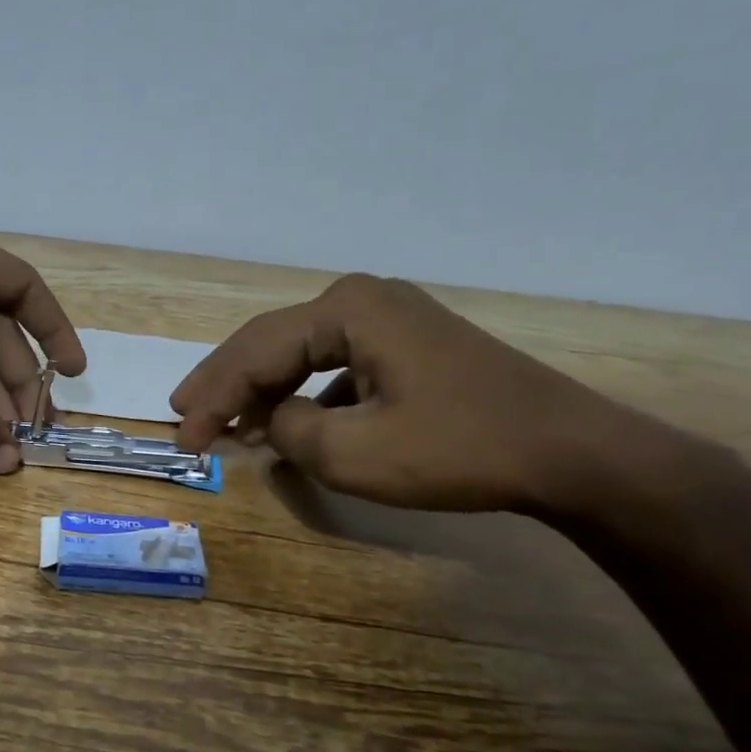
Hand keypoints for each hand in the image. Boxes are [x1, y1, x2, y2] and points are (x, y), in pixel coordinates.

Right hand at [171, 274, 655, 511]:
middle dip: (225, 384)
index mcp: (345, 310)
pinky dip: (301, 393)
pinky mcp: (406, 345)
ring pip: (299, 352)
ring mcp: (388, 318)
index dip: (212, 399)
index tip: (184, 441)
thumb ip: (288, 431)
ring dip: (260, 388)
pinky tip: (286, 420)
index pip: (255, 354)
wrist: (566, 452)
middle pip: (270, 342)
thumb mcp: (353, 453)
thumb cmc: (458, 449)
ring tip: (222, 420)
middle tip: (184, 416)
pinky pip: (333, 364)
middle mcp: (361, 299)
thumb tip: (271, 419)